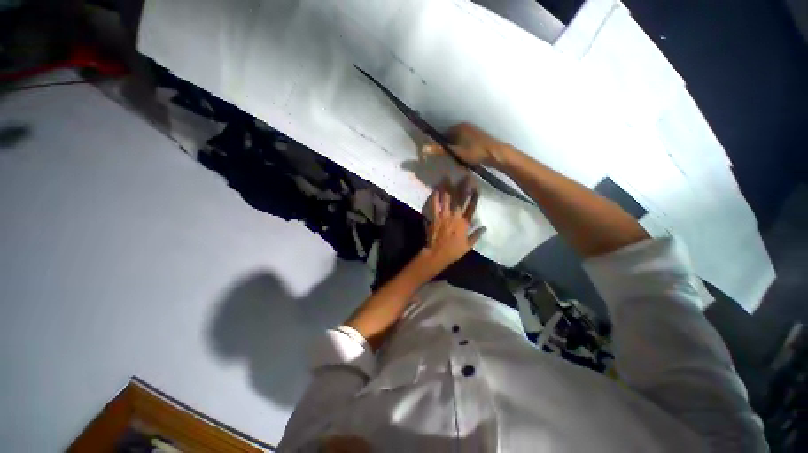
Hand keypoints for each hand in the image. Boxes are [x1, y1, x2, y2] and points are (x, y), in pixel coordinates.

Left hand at [420, 177, 485, 273]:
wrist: (437, 254)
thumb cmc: (453, 251)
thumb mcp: (468, 245)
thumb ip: (476, 235)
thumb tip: (485, 227)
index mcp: (464, 223)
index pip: (471, 207)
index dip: (474, 197)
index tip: (476, 187)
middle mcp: (455, 217)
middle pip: (459, 200)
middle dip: (462, 187)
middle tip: (464, 176)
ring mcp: (443, 216)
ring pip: (446, 199)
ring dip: (446, 188)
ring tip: (447, 178)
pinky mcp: (434, 217)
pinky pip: (434, 205)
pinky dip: (434, 197)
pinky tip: (435, 189)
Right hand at [422, 122, 510, 167]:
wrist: (495, 153)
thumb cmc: (474, 152)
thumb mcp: (455, 152)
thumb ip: (439, 150)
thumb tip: (423, 148)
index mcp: (458, 127)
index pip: (443, 135)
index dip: (441, 145)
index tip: (442, 155)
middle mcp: (465, 126)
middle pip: (450, 137)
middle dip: (449, 148)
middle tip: (451, 159)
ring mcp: (472, 130)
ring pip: (458, 140)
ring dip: (456, 149)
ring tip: (459, 159)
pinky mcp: (478, 136)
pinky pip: (465, 142)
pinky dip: (463, 149)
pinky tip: (466, 157)